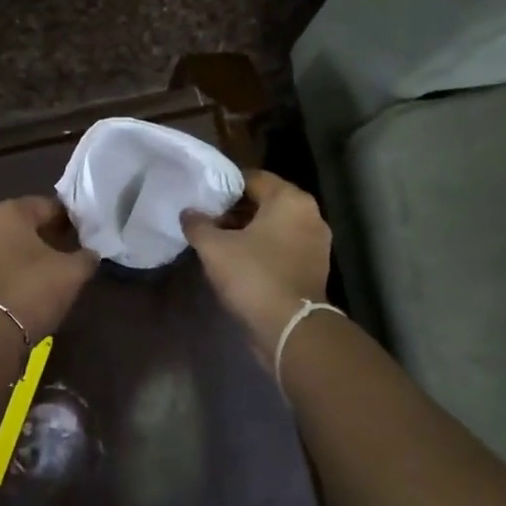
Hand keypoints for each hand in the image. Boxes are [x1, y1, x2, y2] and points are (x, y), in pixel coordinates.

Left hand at [0, 196, 98, 340]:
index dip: (70, 218)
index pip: (47, 205)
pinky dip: (17, 270)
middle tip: (73, 250)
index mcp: (7, 212)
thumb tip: (90, 254)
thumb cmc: (32, 289)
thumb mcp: (72, 272)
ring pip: (11, 246)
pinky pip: (0, 265)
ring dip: (32, 254)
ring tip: (56, 270)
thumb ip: (86, 257)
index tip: (86, 233)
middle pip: (26, 225)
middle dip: (49, 235)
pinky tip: (35, 286)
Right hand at [182, 171, 331, 366]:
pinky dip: (263, 249)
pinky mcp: (314, 268)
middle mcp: (310, 215)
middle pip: (266, 201)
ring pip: (275, 226)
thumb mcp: (214, 247)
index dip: (224, 186)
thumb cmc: (253, 276)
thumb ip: (198, 224)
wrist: (290, 328)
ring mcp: (316, 243)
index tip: (202, 197)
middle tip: (207, 220)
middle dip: (235, 209)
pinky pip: (283, 247)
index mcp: (290, 200)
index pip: (253, 178)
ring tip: (218, 241)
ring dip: (248, 230)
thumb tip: (188, 213)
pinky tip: (238, 261)